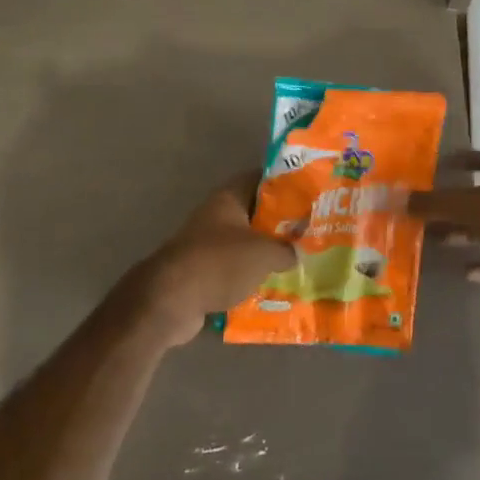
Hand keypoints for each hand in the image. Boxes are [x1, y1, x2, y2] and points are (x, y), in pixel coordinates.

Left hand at [118, 174, 295, 345]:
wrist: (171, 300)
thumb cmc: (220, 262)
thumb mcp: (264, 253)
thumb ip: (286, 249)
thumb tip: (294, 253)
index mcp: (228, 198)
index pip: (260, 179)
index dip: (284, 184)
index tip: (308, 195)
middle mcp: (215, 216)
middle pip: (254, 214)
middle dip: (279, 224)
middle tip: (308, 233)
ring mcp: (206, 245)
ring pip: (244, 244)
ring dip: (265, 254)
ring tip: (296, 263)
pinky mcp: (201, 273)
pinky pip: (233, 271)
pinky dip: (249, 278)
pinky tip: (272, 288)